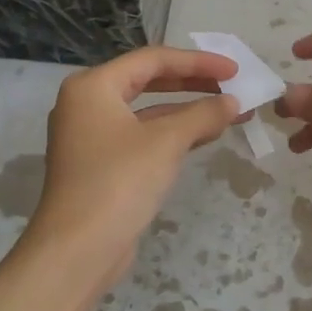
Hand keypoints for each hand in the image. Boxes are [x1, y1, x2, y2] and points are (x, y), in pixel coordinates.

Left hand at [25, 46, 241, 295]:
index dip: (198, 62)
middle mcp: (88, 103)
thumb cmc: (119, 182)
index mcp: (93, 86)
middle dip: (194, 83)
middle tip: (232, 86)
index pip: (153, 59)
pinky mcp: (101, 164)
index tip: (234, 71)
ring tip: (229, 111)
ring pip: (148, 111)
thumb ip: (203, 114)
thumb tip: (233, 103)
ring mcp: (92, 136)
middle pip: (149, 80)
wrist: (77, 251)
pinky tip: (206, 136)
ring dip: (188, 110)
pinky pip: (143, 135)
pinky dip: (173, 133)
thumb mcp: (167, 142)